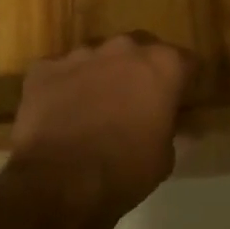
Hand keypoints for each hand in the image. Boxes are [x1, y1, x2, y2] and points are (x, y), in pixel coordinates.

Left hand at [8, 34, 192, 215]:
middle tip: (135, 102)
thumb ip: (168, 128)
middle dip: (139, 70)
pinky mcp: (45, 68)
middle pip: (139, 49)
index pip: (185, 62)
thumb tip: (165, 123)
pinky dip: (63, 87)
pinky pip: (60, 72)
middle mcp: (124, 48)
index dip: (181, 82)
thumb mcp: (164, 156)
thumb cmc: (125, 169)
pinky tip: (60, 114)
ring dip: (100, 76)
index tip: (176, 100)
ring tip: (94, 109)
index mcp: (162, 65)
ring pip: (97, 57)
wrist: (61, 180)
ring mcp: (81, 54)